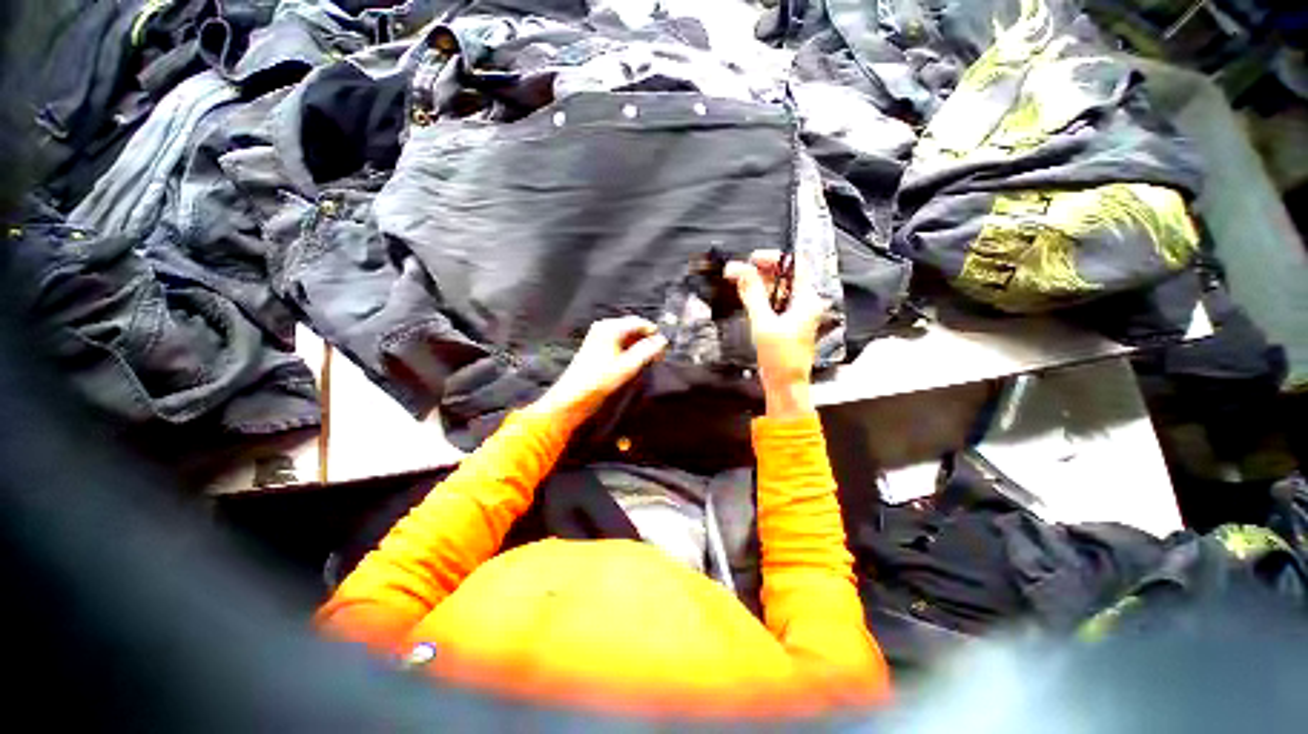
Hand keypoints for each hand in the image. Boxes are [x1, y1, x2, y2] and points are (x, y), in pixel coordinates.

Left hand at [530, 316, 667, 428]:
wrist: (572, 396)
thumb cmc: (600, 380)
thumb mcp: (628, 366)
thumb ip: (647, 351)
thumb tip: (662, 340)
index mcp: (610, 328)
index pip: (639, 323)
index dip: (653, 333)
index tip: (664, 348)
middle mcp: (604, 327)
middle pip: (632, 328)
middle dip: (646, 339)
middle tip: (658, 356)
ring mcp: (598, 336)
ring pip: (626, 336)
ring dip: (638, 346)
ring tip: (648, 360)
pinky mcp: (596, 347)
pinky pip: (618, 342)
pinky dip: (628, 349)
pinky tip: (634, 362)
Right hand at [725, 250, 824, 419]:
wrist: (785, 384)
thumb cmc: (780, 355)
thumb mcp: (763, 322)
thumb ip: (752, 294)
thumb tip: (739, 269)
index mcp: (807, 299)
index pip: (795, 265)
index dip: (774, 258)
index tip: (751, 259)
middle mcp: (805, 302)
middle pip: (785, 276)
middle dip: (762, 271)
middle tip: (737, 272)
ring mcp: (796, 313)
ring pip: (778, 290)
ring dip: (759, 284)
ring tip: (738, 283)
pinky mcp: (787, 323)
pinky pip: (774, 303)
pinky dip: (761, 298)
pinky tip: (746, 298)